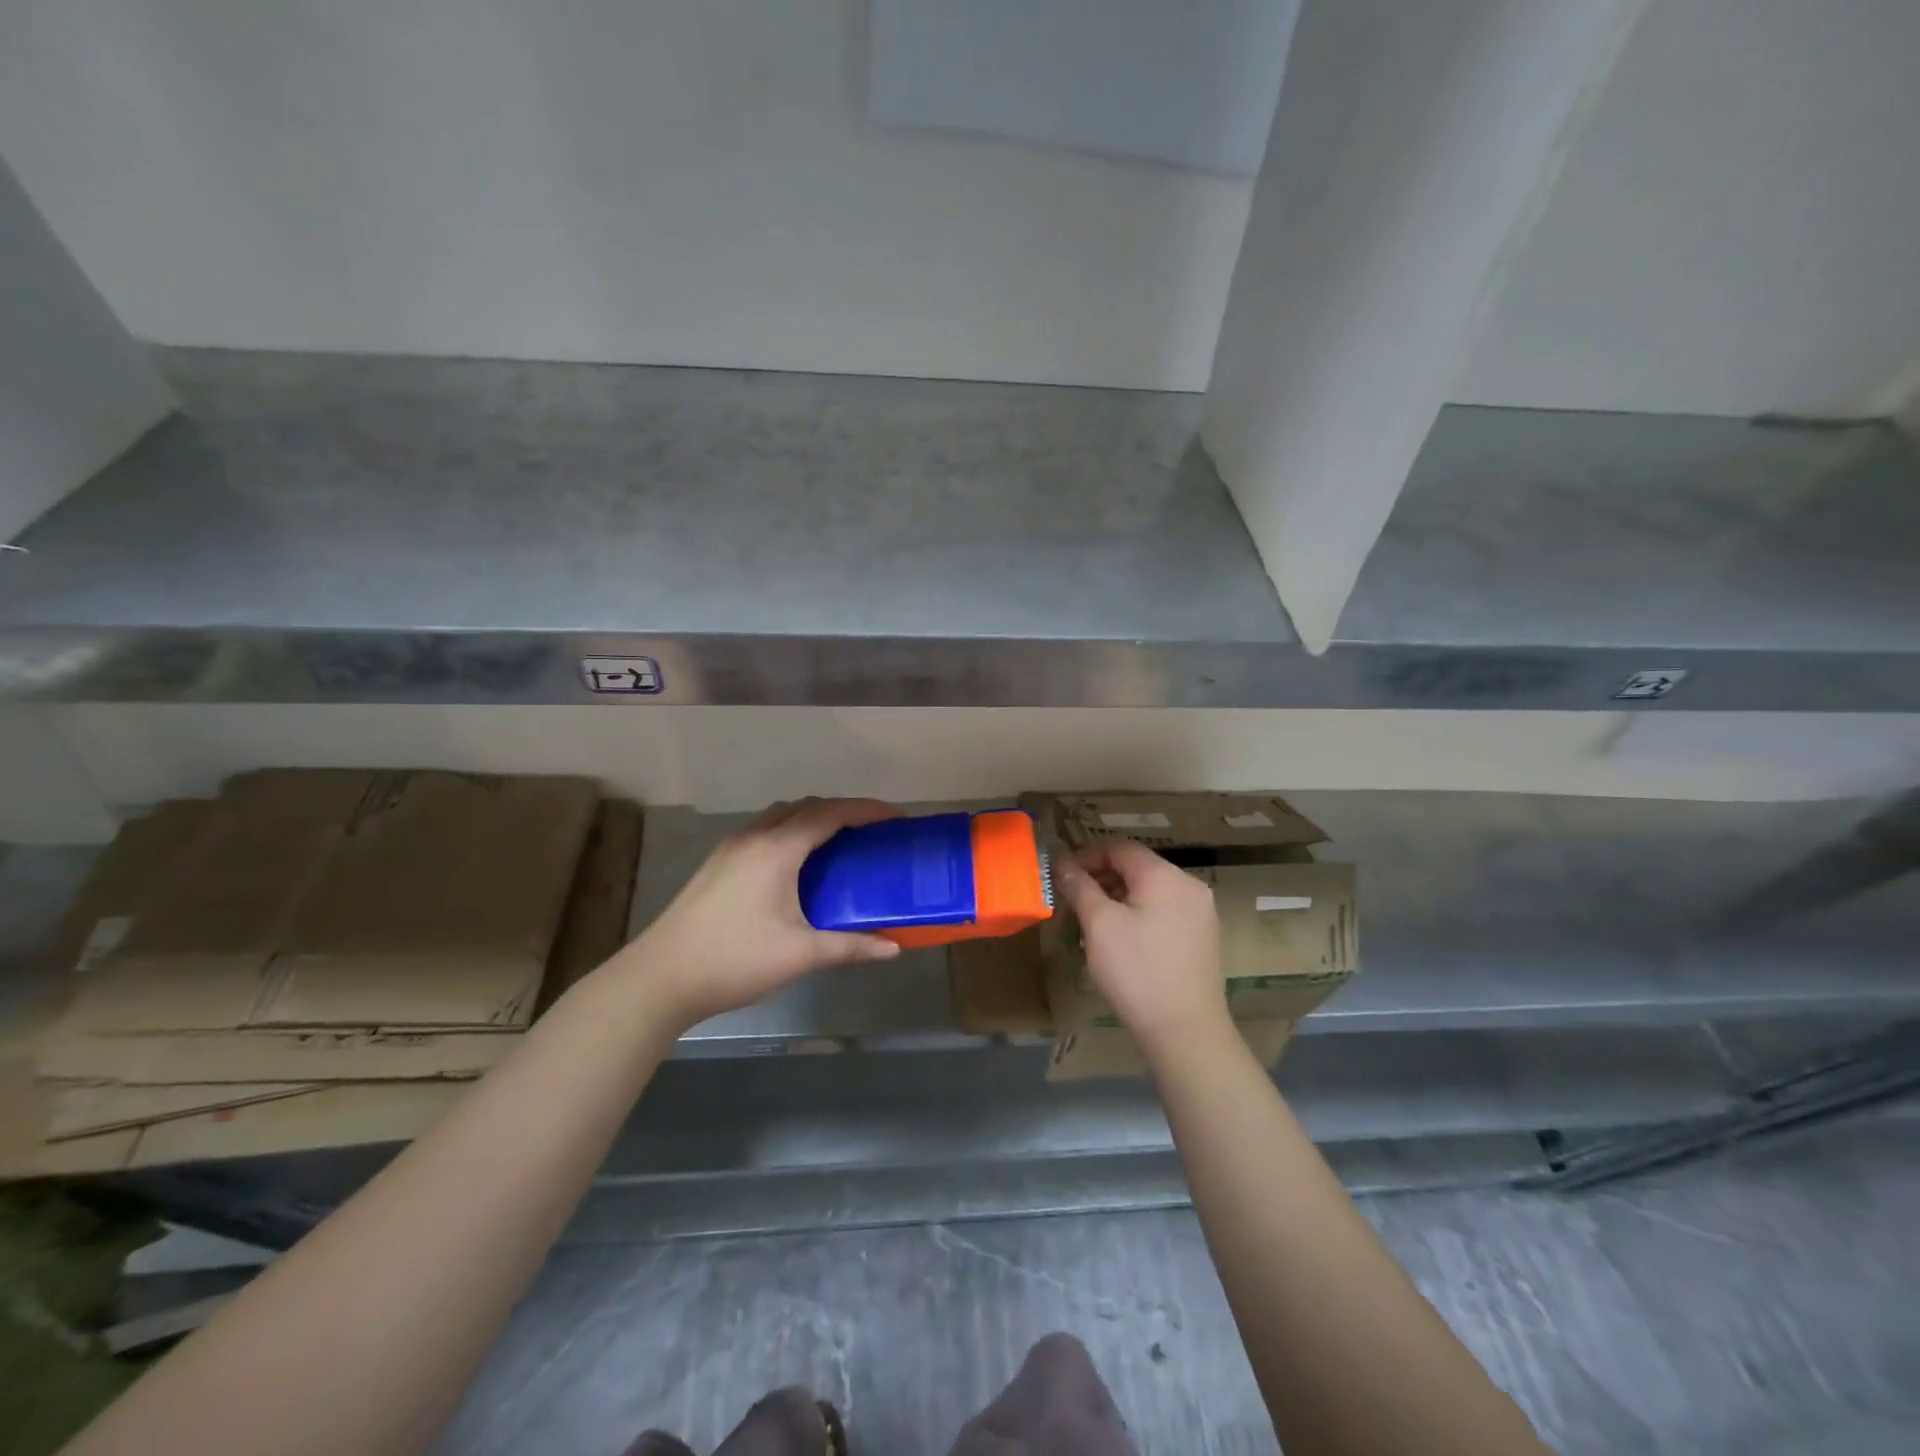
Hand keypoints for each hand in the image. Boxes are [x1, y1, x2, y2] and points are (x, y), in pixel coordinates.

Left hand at [623, 798, 902, 1027]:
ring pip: (780, 816)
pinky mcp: (716, 863)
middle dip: (843, 810)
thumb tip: (893, 948)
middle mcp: (754, 837)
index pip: (830, 814)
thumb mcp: (799, 955)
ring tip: (839, 843)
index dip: (867, 810)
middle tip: (872, 831)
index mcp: (777, 850)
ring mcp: (730, 848)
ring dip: (813, 819)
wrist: (659, 978)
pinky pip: (764, 831)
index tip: (896, 817)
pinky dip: (791, 832)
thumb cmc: (734, 961)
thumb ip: (850, 947)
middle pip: (806, 807)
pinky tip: (797, 865)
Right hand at [1056, 839, 1229, 1049]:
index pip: (1120, 848)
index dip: (1087, 856)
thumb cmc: (1137, 971)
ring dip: (1119, 897)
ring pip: (1151, 890)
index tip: (1062, 876)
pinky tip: (1122, 940)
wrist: (1186, 1031)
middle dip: (1102, 878)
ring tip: (1093, 922)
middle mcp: (1189, 886)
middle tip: (1073, 901)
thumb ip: (1080, 886)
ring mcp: (1201, 913)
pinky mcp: (1203, 938)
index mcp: (1165, 876)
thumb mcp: (1099, 925)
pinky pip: (1164, 911)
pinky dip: (1139, 914)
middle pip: (1138, 867)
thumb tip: (1062, 862)